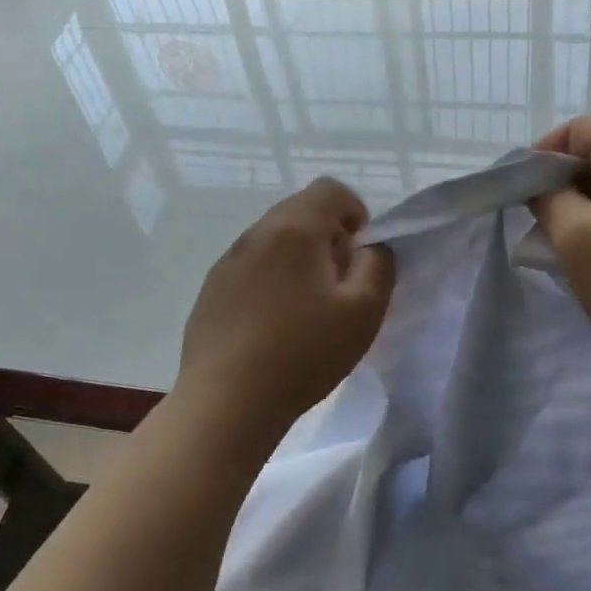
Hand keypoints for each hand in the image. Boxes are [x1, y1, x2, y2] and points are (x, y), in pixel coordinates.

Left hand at [177, 178, 395, 441]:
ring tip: (307, 308)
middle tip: (339, 285)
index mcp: (295, 228)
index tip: (360, 253)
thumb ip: (379, 265)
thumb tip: (370, 246)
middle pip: (300, 211)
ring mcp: (228, 261)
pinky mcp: (211, 289)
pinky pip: (250, 267)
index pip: (331, 189)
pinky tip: (273, 325)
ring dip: (298, 259)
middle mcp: (256, 233)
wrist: (227, 401)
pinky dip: (270, 280)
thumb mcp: (365, 311)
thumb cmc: (303, 353)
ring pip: (274, 240)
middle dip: (327, 237)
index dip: (356, 212)